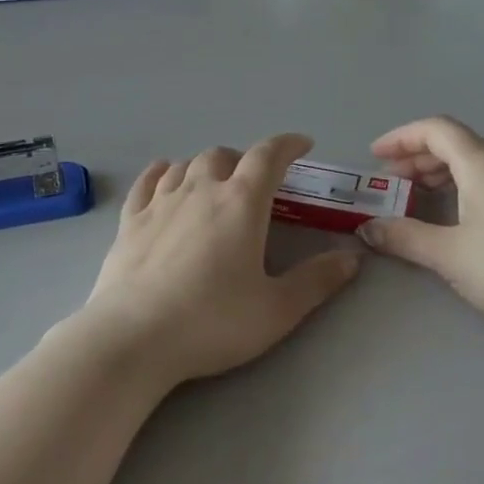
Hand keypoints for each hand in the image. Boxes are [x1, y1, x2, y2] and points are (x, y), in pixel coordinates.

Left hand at [85, 135, 359, 384]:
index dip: (288, 144)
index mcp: (242, 202)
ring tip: (215, 182)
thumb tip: (352, 259)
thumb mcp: (277, 310)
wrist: (133, 338)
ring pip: (187, 164)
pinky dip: (163, 172)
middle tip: (256, 181)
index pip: (268, 156)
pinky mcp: (130, 220)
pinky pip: (148, 181)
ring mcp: (161, 201)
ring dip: (207, 166)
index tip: (302, 144)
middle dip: (245, 160)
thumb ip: (317, 281)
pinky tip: (166, 175)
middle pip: (225, 155)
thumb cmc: (212, 322)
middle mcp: (201, 189)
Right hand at [358, 117, 483, 339]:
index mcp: (481, 161)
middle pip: (455, 141)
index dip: (401, 137)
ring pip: (475, 158)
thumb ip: (405, 237)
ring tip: (419, 193)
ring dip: (442, 169)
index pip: (435, 129)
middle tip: (392, 180)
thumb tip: (367, 228)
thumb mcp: (449, 254)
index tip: (375, 156)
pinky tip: (457, 212)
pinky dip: (464, 181)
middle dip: (418, 155)